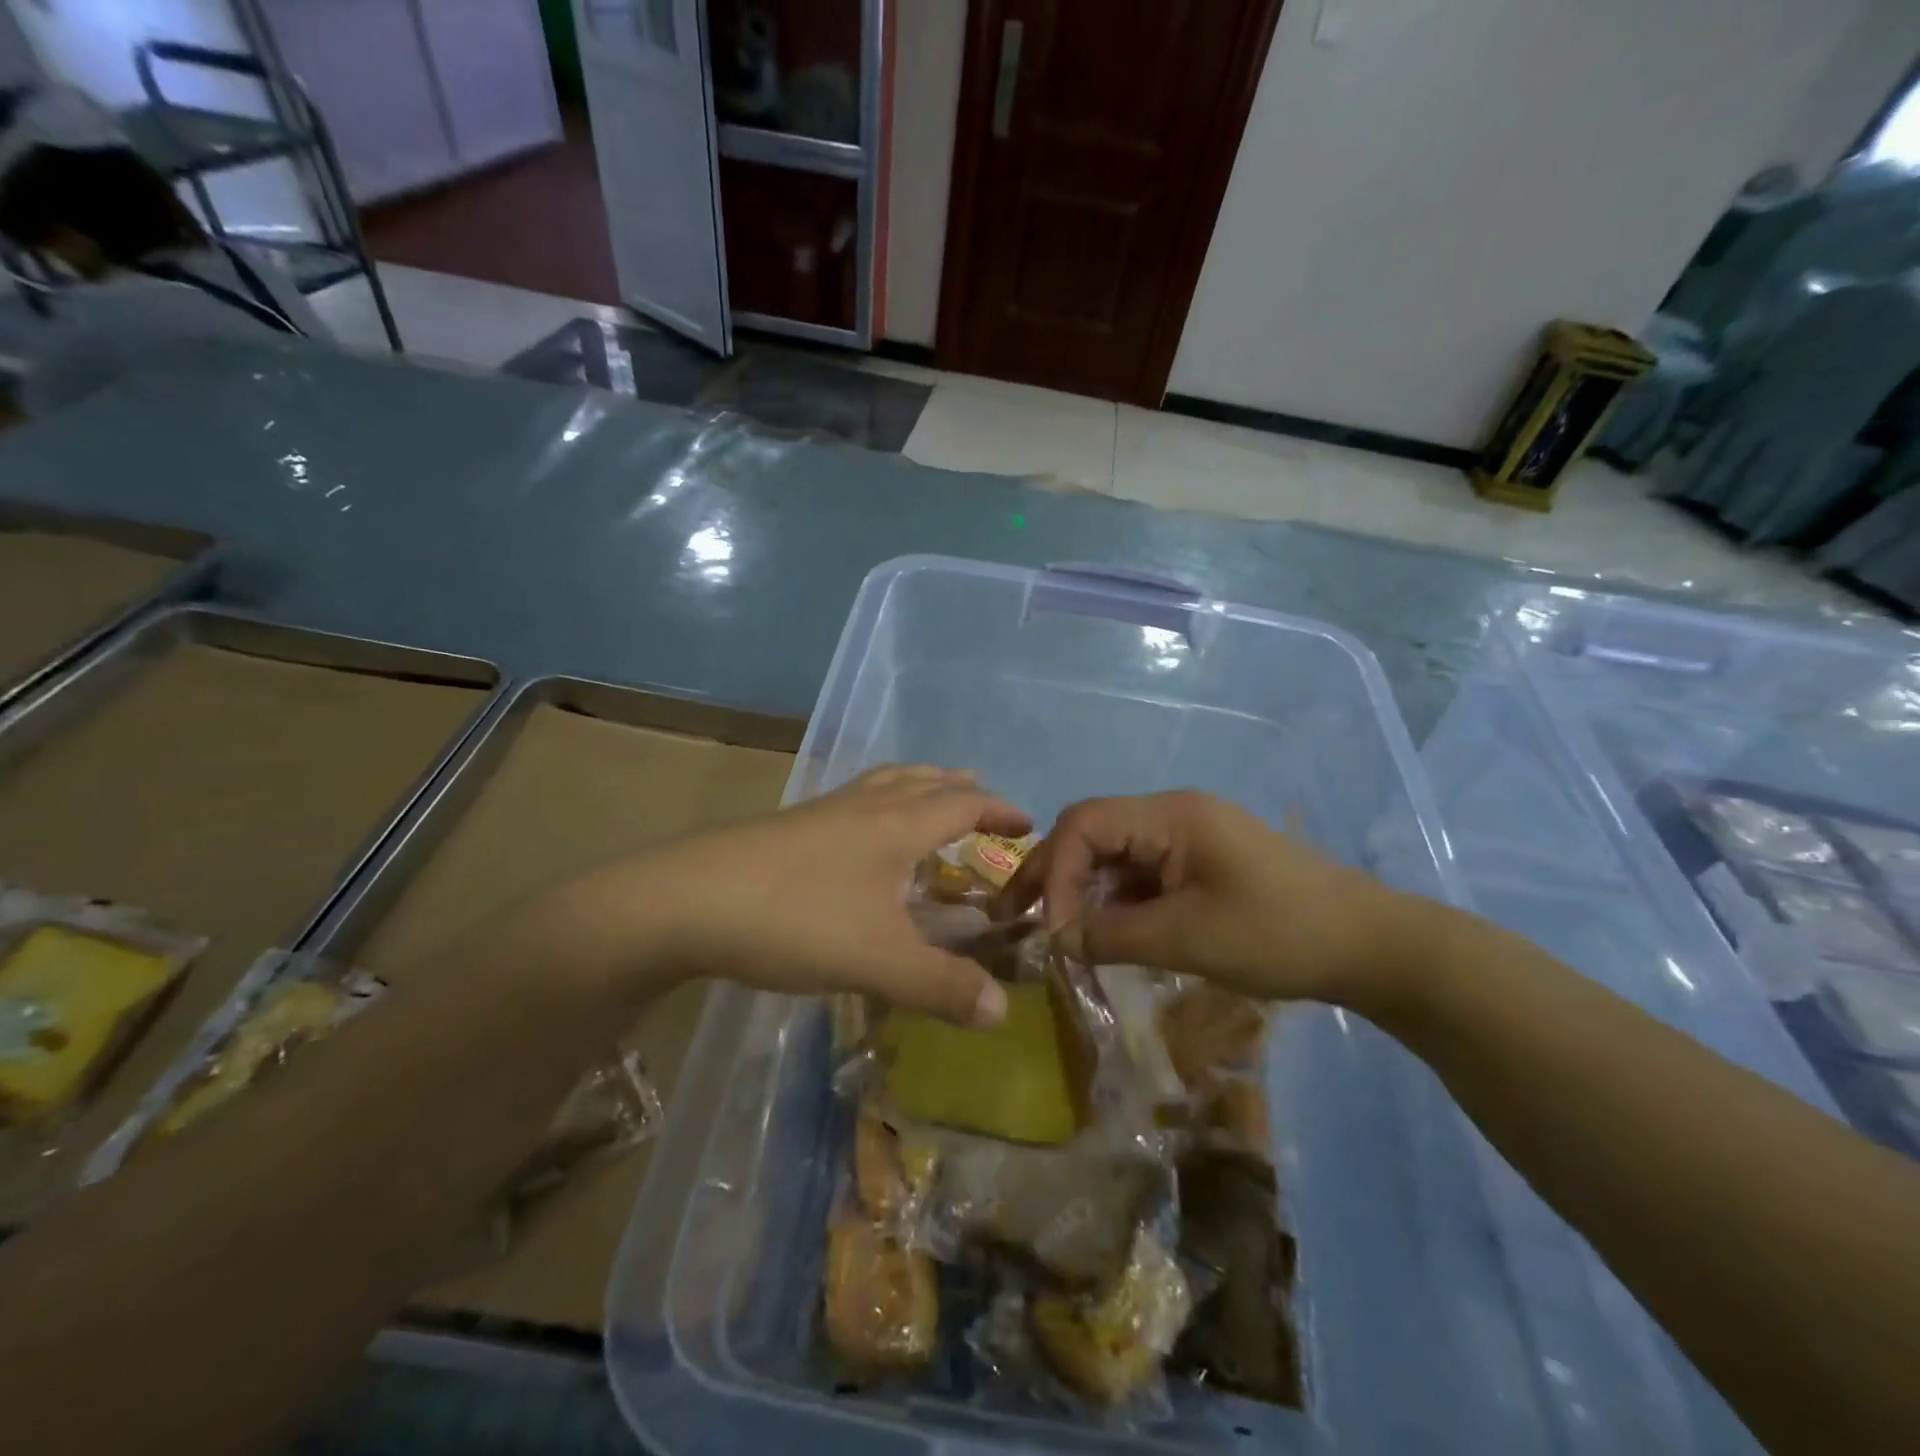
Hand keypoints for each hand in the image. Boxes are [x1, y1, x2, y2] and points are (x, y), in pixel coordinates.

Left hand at [575, 767, 1029, 1026]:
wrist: (685, 901)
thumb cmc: (795, 919)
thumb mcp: (878, 962)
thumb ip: (942, 987)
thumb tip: (1002, 1012)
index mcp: (895, 826)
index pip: (961, 804)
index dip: (997, 810)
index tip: (1026, 821)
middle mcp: (862, 808)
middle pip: (920, 782)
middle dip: (957, 789)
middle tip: (981, 801)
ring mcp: (820, 814)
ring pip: (881, 785)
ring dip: (915, 789)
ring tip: (927, 805)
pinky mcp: (786, 829)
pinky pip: (850, 804)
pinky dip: (876, 807)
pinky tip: (859, 840)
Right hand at [999, 790, 1412, 1009]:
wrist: (1370, 945)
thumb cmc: (1279, 934)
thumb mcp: (1188, 939)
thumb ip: (1113, 935)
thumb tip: (1057, 941)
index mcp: (1169, 815)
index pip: (1084, 824)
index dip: (1057, 872)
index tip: (1054, 929)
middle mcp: (1172, 815)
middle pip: (1093, 833)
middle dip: (1055, 875)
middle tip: (1018, 918)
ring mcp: (1187, 838)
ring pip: (1114, 855)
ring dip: (1084, 890)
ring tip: (1058, 933)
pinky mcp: (1200, 863)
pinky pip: (1141, 873)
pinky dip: (1116, 901)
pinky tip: (1106, 932)